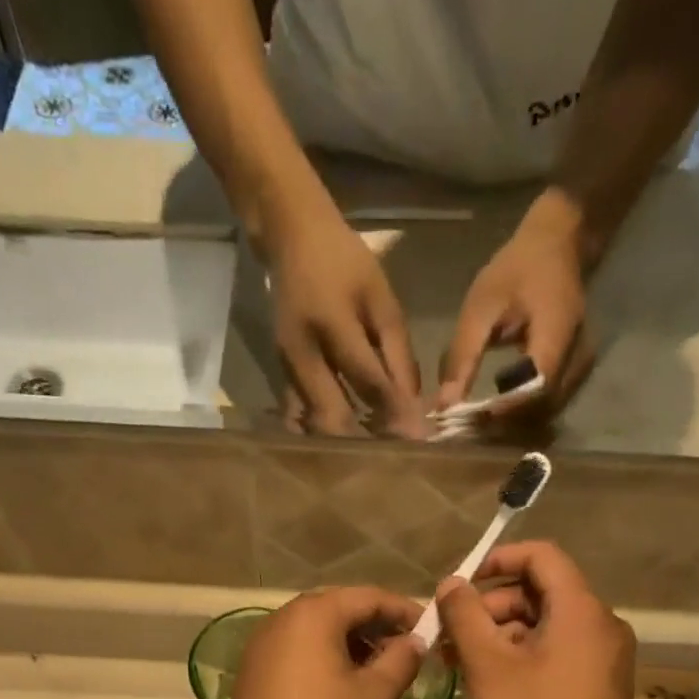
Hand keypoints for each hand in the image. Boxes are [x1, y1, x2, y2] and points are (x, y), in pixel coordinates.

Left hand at [207, 587, 424, 698]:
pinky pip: (298, 650)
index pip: (369, 596)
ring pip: (318, 630)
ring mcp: (262, 644)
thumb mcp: (374, 696)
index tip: (431, 632)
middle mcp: (282, 618)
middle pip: (340, 608)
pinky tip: (345, 686)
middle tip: (408, 653)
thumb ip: (401, 660)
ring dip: (353, 643)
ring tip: (381, 672)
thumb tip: (415, 640)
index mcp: (313, 614)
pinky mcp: (254, 670)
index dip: (405, 611)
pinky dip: (326, 657)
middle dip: (378, 627)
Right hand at [264, 203, 422, 436]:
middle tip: (394, 459)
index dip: (394, 412)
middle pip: (332, 415)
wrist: (291, 239)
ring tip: (374, 458)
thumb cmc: (345, 262)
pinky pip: (300, 416)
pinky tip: (344, 446)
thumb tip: (413, 405)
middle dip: (364, 442)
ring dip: (344, 443)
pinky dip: (322, 433)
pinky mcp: (281, 376)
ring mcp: (286, 368)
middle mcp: (303, 353)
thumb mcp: (381, 298)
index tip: (417, 439)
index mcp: (332, 323)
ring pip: (314, 423)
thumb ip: (398, 352)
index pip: (367, 380)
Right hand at [435, 542, 652, 698]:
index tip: (462, 585)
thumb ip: (465, 616)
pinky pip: (557, 650)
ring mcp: (604, 656)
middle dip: (490, 606)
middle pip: (540, 592)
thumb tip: (451, 583)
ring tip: (460, 661)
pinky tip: (488, 679)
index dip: (499, 560)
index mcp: (581, 611)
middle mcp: (601, 624)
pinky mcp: (599, 683)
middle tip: (451, 635)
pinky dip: (521, 654)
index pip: (542, 556)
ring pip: (545, 624)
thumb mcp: (488, 667)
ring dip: (500, 634)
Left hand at [438, 189, 596, 423]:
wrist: (558, 245)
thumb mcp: (481, 305)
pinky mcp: (575, 373)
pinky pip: (549, 405)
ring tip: (477, 424)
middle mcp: (579, 355)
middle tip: (466, 428)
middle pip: (542, 409)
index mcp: (558, 331)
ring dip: (512, 424)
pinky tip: (495, 412)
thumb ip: (463, 356)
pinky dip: (521, 415)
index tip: (469, 420)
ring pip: (547, 413)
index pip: (534, 387)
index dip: (502, 411)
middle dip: (504, 424)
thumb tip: (444, 405)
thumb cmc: (517, 269)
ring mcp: (582, 366)